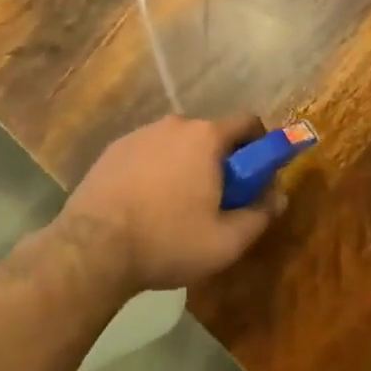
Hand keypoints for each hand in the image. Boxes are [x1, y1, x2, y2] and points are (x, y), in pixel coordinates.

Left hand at [62, 113, 285, 292]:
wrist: (92, 248)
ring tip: (176, 209)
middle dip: (220, 162)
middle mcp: (174, 124)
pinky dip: (156, 171)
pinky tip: (145, 205)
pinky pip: (149, 153)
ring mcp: (140, 134)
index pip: (248, 122)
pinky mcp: (114, 149)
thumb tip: (278, 197)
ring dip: (186, 166)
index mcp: (206, 137)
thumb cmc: (167, 242)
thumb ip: (259, 215)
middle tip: (217, 202)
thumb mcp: (226, 242)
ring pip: (177, 144)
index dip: (259, 147)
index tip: (255, 177)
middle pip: (211, 135)